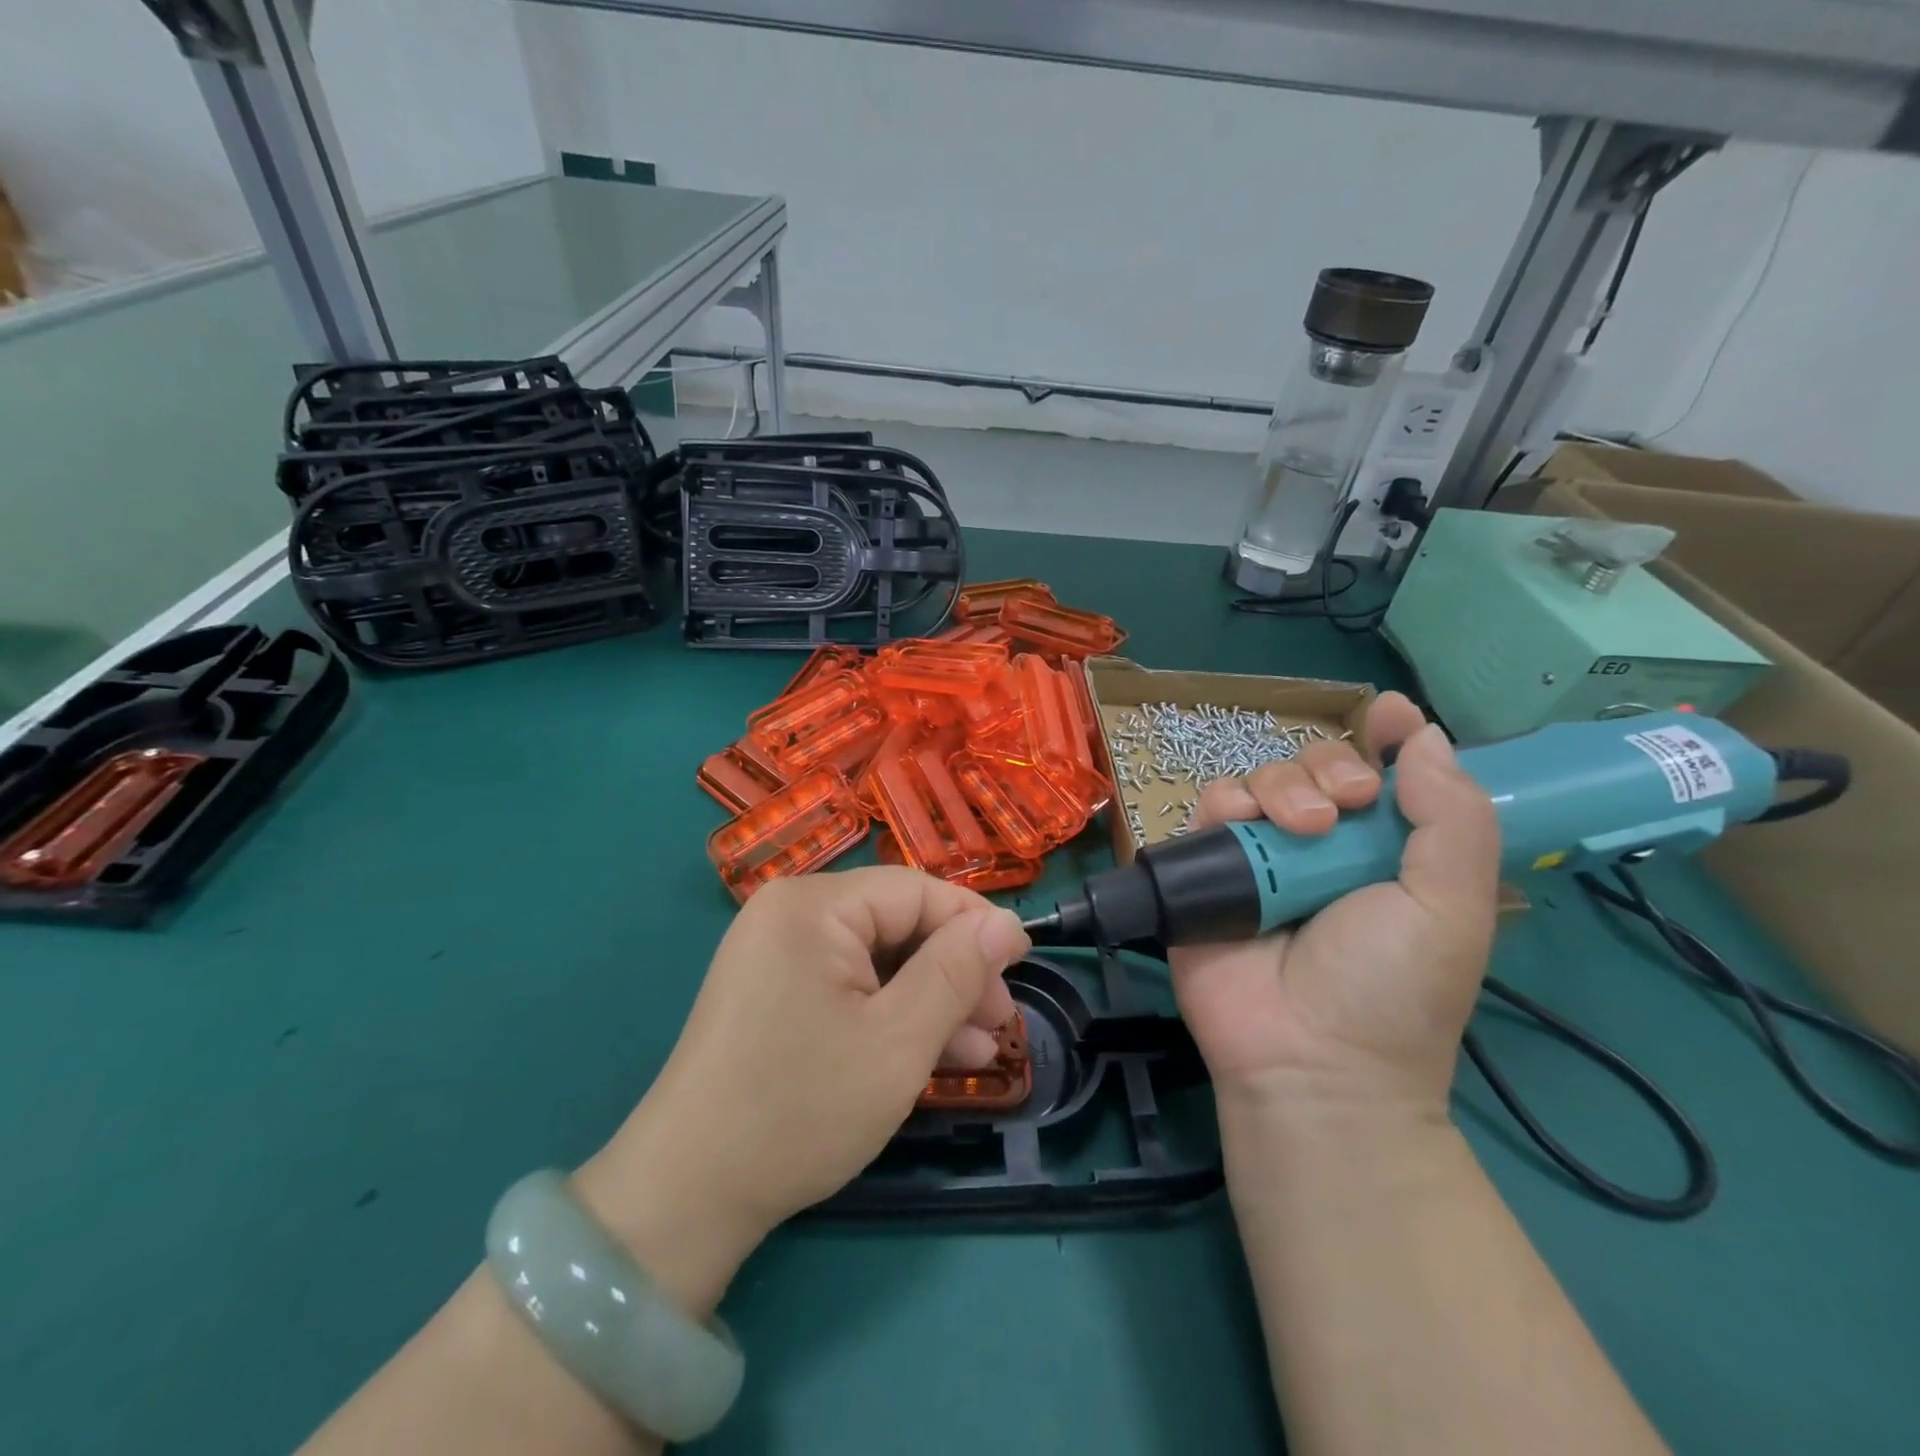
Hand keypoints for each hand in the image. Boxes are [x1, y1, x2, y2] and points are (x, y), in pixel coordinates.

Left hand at [576, 868, 1029, 1313]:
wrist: (686, 1195)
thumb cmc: (801, 1108)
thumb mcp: (898, 1040)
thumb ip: (957, 971)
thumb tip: (1007, 924)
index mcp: (813, 905)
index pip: (917, 890)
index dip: (974, 926)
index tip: (1020, 969)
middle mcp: (790, 914)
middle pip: (897, 924)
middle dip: (954, 972)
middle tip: (1000, 1024)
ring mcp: (776, 955)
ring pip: (877, 960)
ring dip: (930, 1000)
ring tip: (980, 1049)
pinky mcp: (772, 994)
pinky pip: (848, 987)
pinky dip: (890, 1015)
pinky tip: (934, 1054)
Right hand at [1170, 692, 1498, 1119]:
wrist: (1306, 1059)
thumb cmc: (1391, 989)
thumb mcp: (1452, 908)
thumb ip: (1451, 820)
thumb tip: (1426, 738)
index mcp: (1385, 852)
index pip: (1384, 776)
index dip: (1387, 738)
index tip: (1386, 714)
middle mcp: (1321, 847)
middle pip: (1315, 767)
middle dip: (1330, 767)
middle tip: (1345, 805)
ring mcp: (1260, 857)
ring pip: (1261, 778)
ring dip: (1282, 786)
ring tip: (1299, 830)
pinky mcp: (1207, 868)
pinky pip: (1209, 809)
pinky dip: (1225, 805)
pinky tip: (1243, 828)